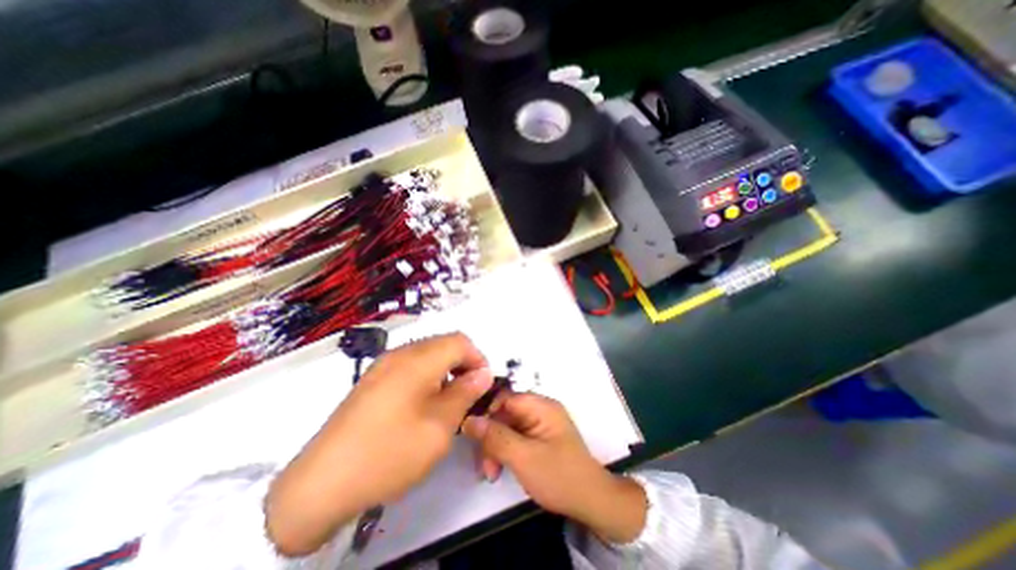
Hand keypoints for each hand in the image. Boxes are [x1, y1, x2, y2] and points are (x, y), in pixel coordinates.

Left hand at [267, 331, 495, 553]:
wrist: (321, 484)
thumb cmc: (389, 452)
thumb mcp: (439, 425)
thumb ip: (466, 393)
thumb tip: (484, 373)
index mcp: (418, 360)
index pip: (460, 342)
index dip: (478, 359)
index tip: (483, 385)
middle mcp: (400, 354)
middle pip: (444, 344)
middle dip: (463, 364)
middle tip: (468, 395)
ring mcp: (384, 365)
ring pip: (428, 354)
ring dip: (446, 371)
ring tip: (448, 402)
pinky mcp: (374, 379)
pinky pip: (411, 366)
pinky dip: (427, 377)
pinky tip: (423, 404)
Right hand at [464, 392, 644, 542]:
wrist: (591, 501)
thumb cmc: (559, 476)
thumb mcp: (523, 457)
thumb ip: (495, 437)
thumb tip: (469, 420)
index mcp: (541, 405)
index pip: (505, 397)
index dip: (486, 412)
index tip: (471, 435)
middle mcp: (540, 409)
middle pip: (505, 413)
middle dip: (491, 437)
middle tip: (484, 466)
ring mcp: (540, 423)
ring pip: (508, 426)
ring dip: (496, 447)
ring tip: (491, 473)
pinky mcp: (539, 437)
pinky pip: (515, 436)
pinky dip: (505, 451)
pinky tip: (499, 469)